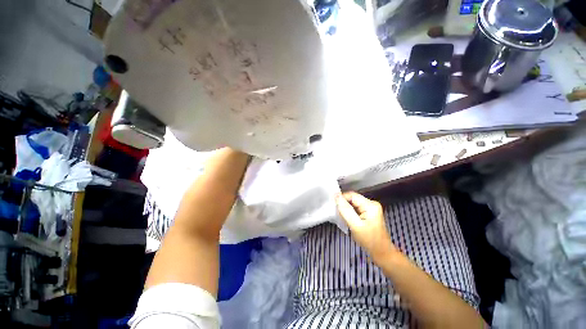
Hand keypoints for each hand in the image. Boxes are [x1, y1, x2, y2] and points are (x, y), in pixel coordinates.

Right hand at [336, 192, 396, 260]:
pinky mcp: (369, 213)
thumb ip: (345, 210)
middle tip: (336, 212)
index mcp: (370, 205)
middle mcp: (371, 203)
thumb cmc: (369, 240)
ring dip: (346, 209)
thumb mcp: (355, 225)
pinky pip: (356, 208)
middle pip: (352, 199)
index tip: (333, 205)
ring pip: (353, 203)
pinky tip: (347, 218)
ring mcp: (371, 208)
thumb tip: (336, 196)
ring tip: (341, 216)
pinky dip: (350, 212)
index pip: (351, 195)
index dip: (341, 198)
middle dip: (343, 204)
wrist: (382, 253)